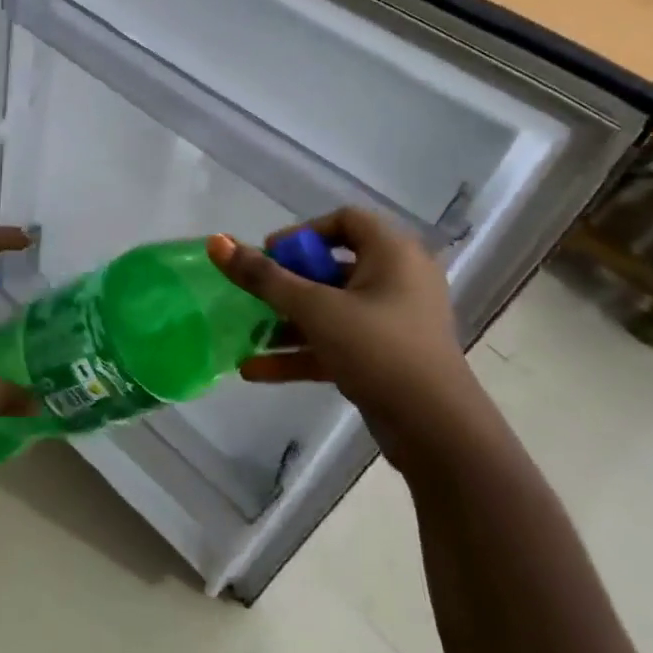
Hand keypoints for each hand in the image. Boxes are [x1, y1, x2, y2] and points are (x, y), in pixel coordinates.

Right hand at [206, 209, 488, 471]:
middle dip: (287, 283)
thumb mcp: (315, 309)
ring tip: (247, 333)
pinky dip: (302, 352)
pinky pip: (337, 343)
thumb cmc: (378, 350)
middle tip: (254, 294)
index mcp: (393, 254)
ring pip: (331, 309)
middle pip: (331, 266)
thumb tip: (216, 241)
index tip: (270, 256)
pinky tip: (255, 370)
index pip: (344, 221)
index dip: (302, 233)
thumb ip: (263, 277)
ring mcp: (393, 322)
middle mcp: (398, 280)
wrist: (436, 432)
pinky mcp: (386, 358)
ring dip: (287, 321)